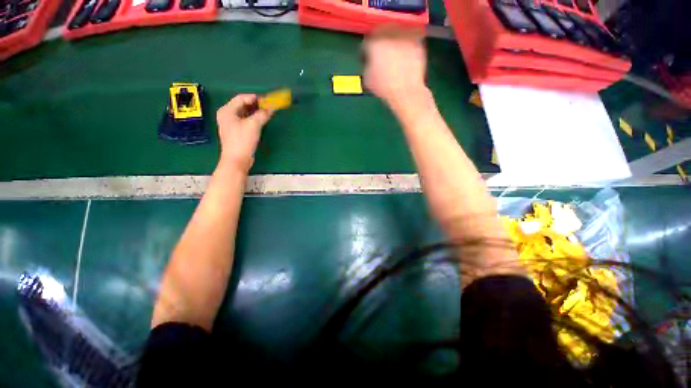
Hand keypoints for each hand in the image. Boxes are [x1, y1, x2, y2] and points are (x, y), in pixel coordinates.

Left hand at [216, 94, 272, 172]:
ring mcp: (231, 124)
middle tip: (269, 106)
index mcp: (227, 110)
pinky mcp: (237, 132)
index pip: (242, 98)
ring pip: (245, 113)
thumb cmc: (242, 140)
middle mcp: (227, 115)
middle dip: (256, 105)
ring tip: (267, 113)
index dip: (255, 98)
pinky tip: (262, 120)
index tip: (268, 100)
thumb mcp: (254, 125)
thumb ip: (263, 114)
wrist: (237, 159)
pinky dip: (254, 119)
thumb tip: (272, 108)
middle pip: (243, 105)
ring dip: (256, 112)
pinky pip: (246, 121)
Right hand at [363, 29, 427, 108]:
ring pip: (396, 34)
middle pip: (382, 33)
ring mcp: (405, 36)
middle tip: (381, 54)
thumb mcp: (367, 79)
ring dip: (393, 42)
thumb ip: (367, 65)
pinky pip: (409, 40)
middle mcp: (390, 33)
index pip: (367, 42)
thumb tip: (369, 62)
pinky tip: (404, 58)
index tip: (367, 59)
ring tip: (393, 56)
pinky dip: (405, 47)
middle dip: (380, 42)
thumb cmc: (384, 87)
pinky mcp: (418, 41)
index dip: (366, 52)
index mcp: (374, 41)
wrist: (406, 92)